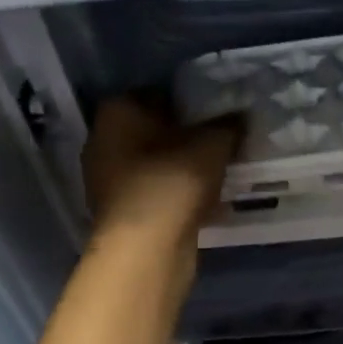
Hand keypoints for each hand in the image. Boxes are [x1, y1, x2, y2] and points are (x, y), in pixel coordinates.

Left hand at [82, 95, 240, 249]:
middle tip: (220, 145)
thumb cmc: (172, 182)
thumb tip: (239, 116)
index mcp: (117, 111)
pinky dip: (175, 195)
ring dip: (180, 169)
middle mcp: (102, 140)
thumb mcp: (212, 146)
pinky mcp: (120, 212)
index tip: (217, 116)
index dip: (190, 103)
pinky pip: (154, 193)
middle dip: (184, 138)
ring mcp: (106, 180)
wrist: (146, 249)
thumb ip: (227, 126)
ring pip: (153, 165)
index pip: (158, 94)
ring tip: (216, 175)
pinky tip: (203, 202)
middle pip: (153, 131)